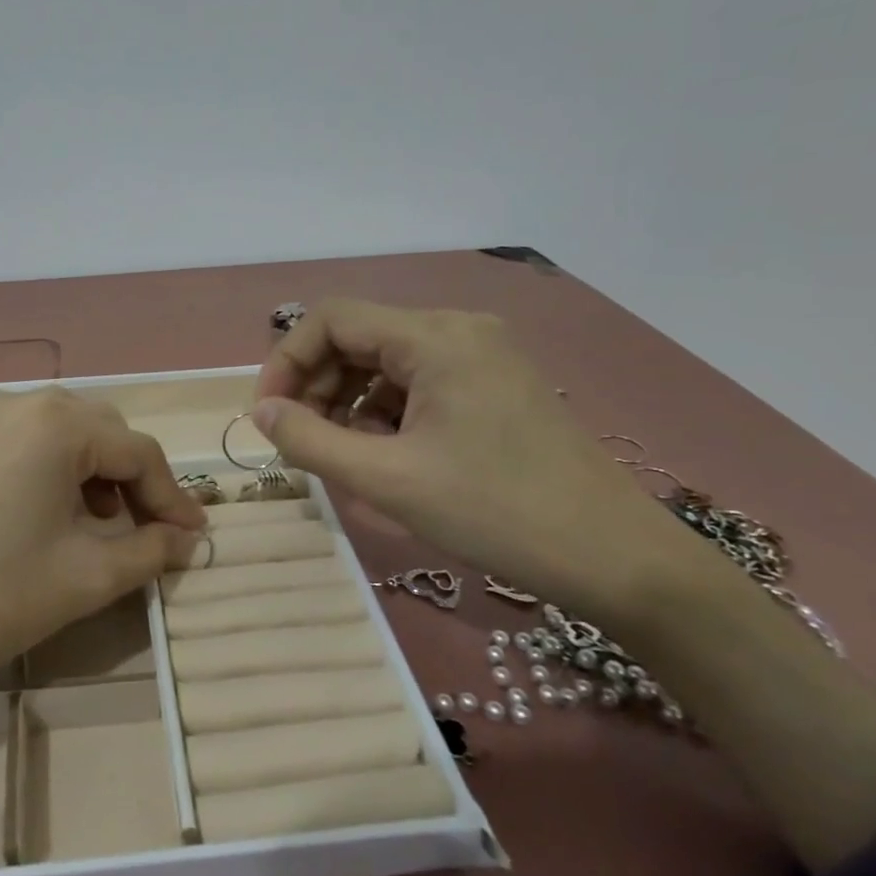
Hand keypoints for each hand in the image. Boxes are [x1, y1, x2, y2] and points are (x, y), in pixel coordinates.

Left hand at [0, 388, 204, 823]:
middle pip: (99, 432)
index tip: (193, 537)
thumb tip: (185, 540)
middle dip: (132, 480)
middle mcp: (16, 400)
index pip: (138, 451)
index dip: (172, 497)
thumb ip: (150, 550)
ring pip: (59, 434)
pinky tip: (47, 514)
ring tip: (100, 524)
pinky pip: (19, 443)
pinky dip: (49, 471)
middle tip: (149, 531)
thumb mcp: (86, 577)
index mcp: (56, 421)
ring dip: (91, 473)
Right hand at [257, 299, 875, 871]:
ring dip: (348, 400)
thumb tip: (261, 413)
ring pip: (387, 361)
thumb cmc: (495, 511)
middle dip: (317, 385)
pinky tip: (383, 454)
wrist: (615, 556)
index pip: (332, 319)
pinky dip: (386, 411)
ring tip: (339, 453)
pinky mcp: (495, 385)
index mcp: (434, 336)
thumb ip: (309, 440)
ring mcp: (482, 356)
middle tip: (300, 441)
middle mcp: (458, 329)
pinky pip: (419, 381)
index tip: (268, 416)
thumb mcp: (387, 480)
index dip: (287, 361)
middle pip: (359, 337)